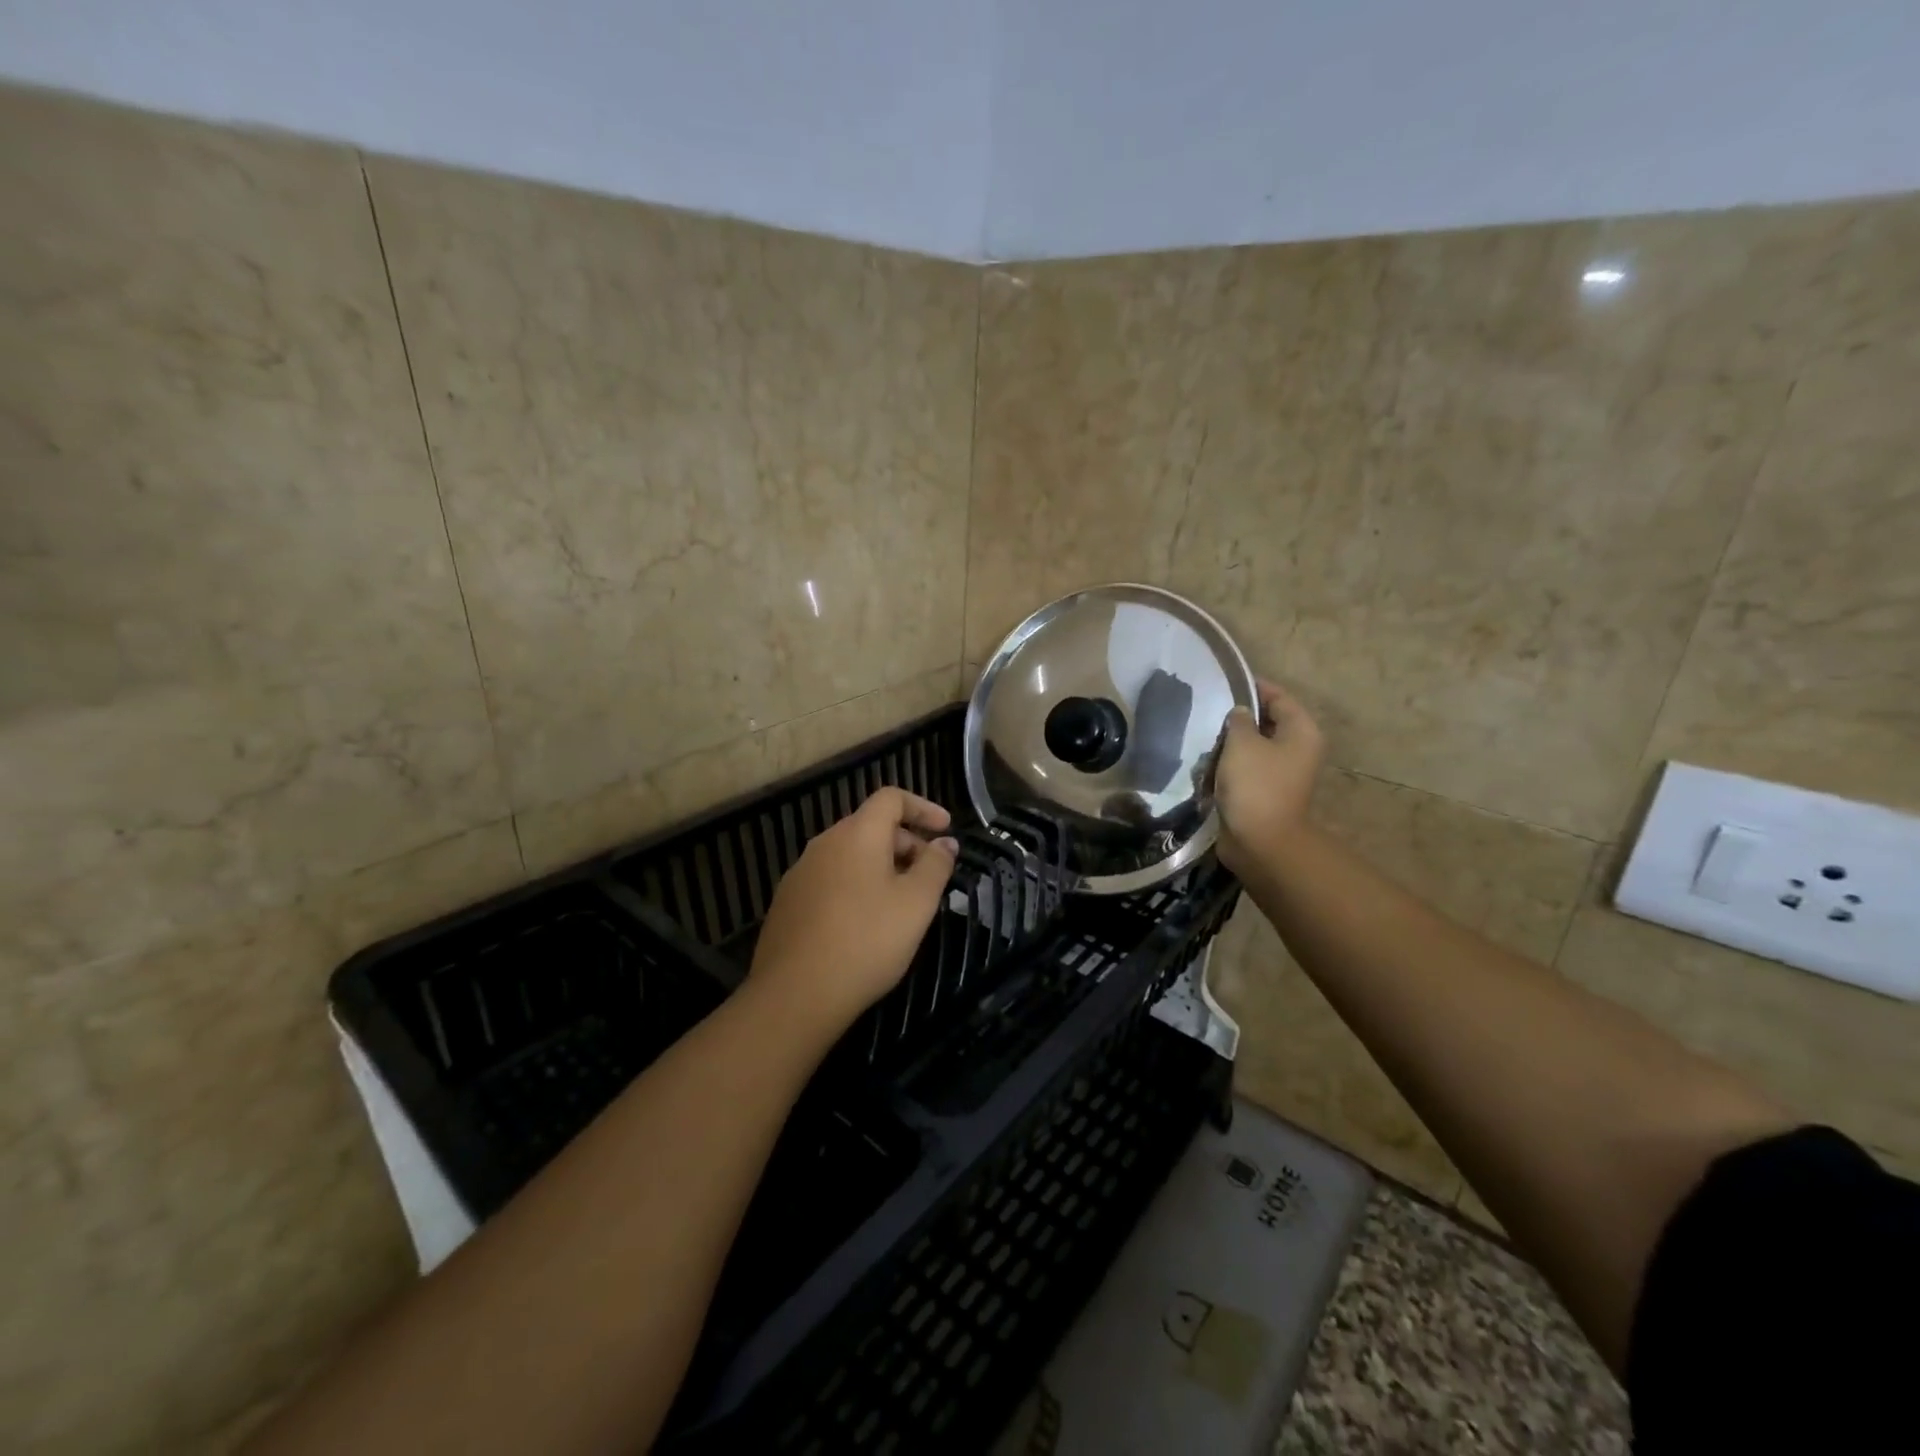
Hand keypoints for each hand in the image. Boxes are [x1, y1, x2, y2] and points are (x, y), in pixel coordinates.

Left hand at [747, 787, 958, 1035]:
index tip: (946, 829)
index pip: (891, 798)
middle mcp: (824, 843)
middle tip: (929, 876)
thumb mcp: (916, 904)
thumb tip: (945, 843)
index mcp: (857, 834)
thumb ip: (935, 866)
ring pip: (850, 855)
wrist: (795, 994)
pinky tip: (865, 923)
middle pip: (870, 826)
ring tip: (901, 902)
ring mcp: (800, 872)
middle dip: (906, 842)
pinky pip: (831, 879)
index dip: (923, 807)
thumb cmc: (867, 941)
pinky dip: (856, 886)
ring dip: (881, 867)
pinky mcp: (788, 902)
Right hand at [1215, 678, 1324, 876]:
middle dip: (1239, 717)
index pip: (1279, 697)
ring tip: (1203, 735)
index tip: (1224, 682)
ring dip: (1231, 743)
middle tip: (1208, 710)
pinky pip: (1246, 769)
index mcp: (1302, 732)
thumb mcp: (1242, 743)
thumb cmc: (1255, 784)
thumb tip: (1241, 713)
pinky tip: (1206, 762)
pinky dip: (1229, 764)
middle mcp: (1298, 749)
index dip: (1253, 687)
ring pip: (1254, 747)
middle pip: (1267, 722)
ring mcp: (1282, 773)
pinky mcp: (1265, 792)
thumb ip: (1239, 720)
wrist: (1260, 841)